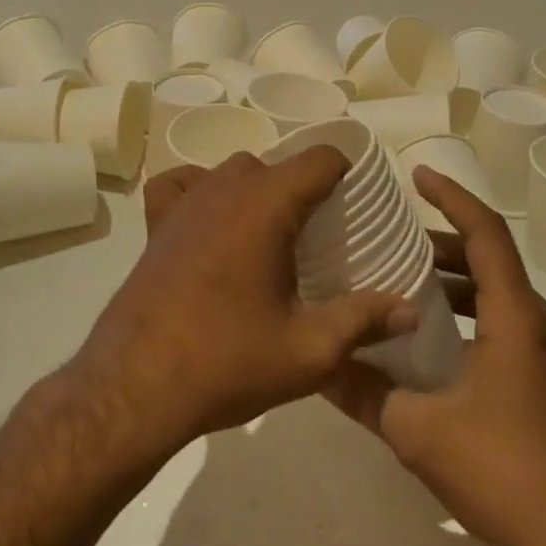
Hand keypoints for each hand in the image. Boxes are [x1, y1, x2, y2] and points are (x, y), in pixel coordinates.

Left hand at [72, 151, 418, 457]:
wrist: (135, 386)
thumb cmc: (227, 361)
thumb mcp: (309, 350)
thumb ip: (363, 321)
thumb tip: (410, 309)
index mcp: (267, 204)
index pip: (319, 159)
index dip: (344, 174)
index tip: (355, 207)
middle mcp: (225, 187)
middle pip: (277, 166)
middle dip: (303, 191)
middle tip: (318, 239)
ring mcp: (185, 201)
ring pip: (233, 171)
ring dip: (257, 191)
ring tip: (269, 237)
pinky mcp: (156, 222)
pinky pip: (181, 183)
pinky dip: (199, 189)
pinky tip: (209, 221)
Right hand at [323, 169, 545, 545]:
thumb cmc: (505, 474)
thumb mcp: (420, 433)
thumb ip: (365, 393)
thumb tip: (317, 365)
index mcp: (516, 318)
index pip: (485, 234)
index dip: (452, 197)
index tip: (417, 176)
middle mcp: (540, 322)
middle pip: (490, 259)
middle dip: (441, 242)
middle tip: (392, 239)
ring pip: (498, 293)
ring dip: (454, 281)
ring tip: (403, 283)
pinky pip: (505, 322)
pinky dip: (469, 313)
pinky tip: (432, 340)